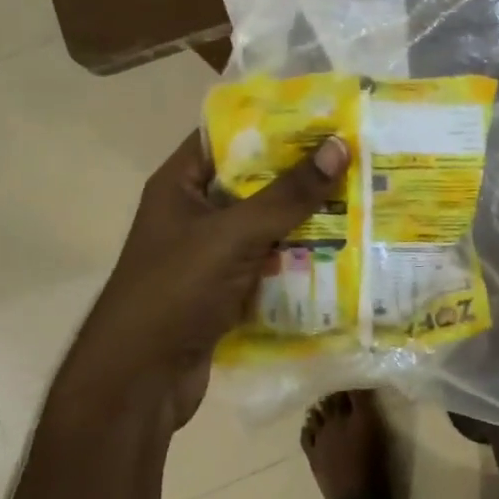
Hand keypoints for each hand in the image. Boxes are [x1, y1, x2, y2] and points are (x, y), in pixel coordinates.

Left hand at [56, 131, 349, 434]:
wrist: (139, 382)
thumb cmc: (175, 291)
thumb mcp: (233, 235)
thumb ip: (287, 194)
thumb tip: (338, 148)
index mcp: (180, 185)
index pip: (227, 135)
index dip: (272, 122)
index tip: (323, 116)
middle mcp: (194, 213)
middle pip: (254, 181)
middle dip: (301, 173)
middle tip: (354, 157)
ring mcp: (210, 254)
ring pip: (266, 224)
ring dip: (307, 218)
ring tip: (360, 198)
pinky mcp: (226, 289)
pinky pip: (269, 262)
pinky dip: (299, 257)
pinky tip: (343, 249)